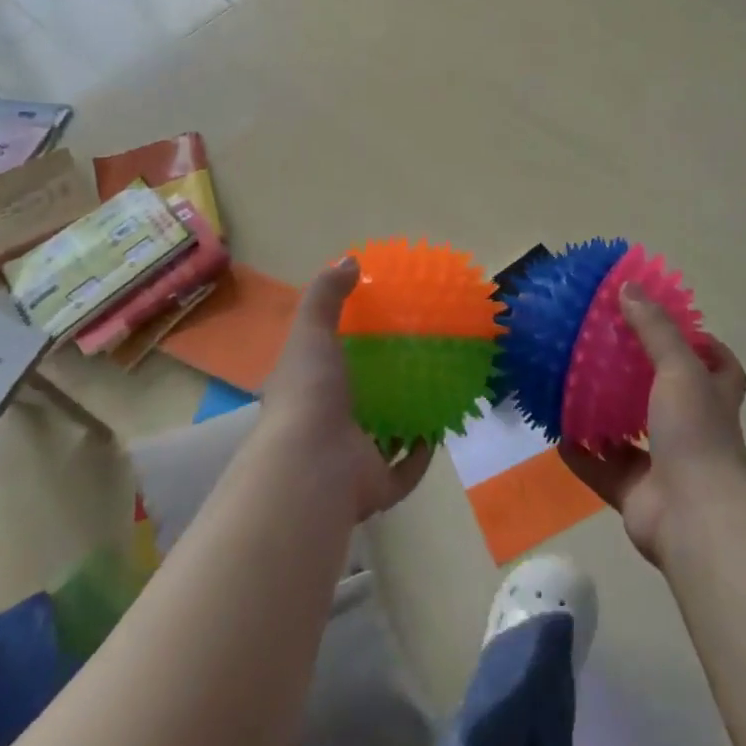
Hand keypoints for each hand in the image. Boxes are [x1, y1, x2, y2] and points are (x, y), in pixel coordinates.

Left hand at [261, 257, 434, 520]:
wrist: (313, 466)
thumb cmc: (310, 393)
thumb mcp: (311, 331)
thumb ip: (327, 296)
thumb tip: (349, 259)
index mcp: (305, 393)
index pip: (322, 368)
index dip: (345, 350)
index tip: (376, 328)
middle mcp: (324, 428)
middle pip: (357, 403)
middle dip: (381, 386)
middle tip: (413, 359)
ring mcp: (349, 460)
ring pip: (382, 438)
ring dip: (404, 421)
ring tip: (434, 391)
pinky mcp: (376, 487)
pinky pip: (405, 471)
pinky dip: (421, 454)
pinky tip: (439, 429)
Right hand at [560, 284, 745, 565]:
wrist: (695, 518)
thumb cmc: (696, 433)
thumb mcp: (679, 368)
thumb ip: (654, 328)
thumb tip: (628, 286)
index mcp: (713, 398)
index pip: (720, 365)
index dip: (703, 345)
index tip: (670, 325)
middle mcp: (694, 430)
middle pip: (670, 397)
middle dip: (641, 377)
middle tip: (606, 350)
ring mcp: (666, 465)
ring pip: (632, 433)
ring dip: (606, 415)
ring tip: (574, 386)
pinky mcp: (637, 493)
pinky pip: (602, 468)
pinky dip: (582, 454)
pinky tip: (557, 433)